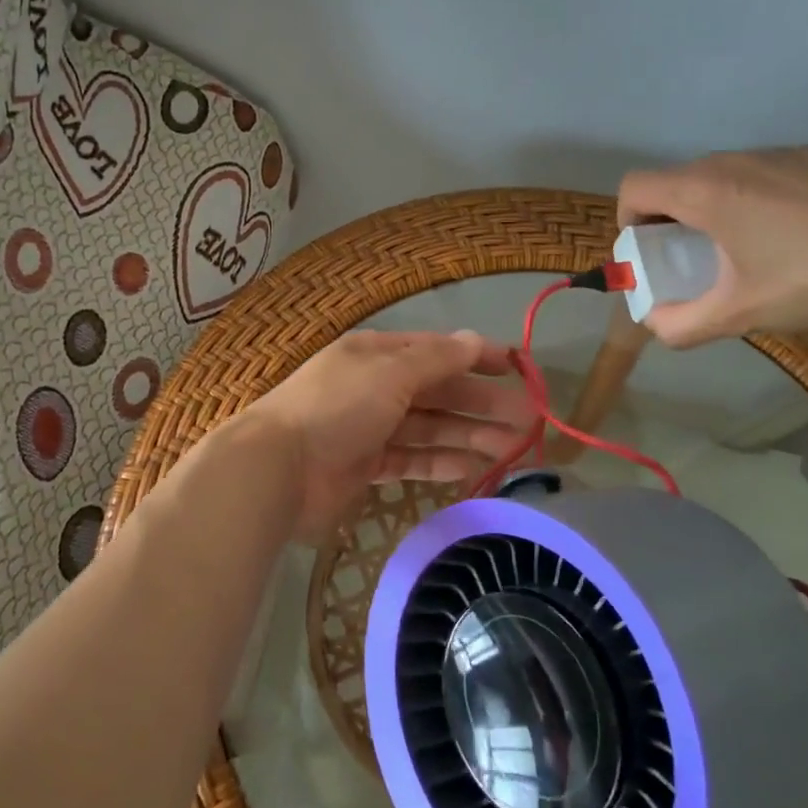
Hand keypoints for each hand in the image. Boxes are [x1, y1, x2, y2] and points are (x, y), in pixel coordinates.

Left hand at [243, 329, 534, 544]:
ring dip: (470, 435)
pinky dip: (441, 462)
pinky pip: (412, 459)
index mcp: (378, 355)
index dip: (479, 358)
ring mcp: (371, 428)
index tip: (520, 369)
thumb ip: (435, 360)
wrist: (278, 468)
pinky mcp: (367, 466)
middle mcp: (376, 387)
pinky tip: (474, 467)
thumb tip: (475, 339)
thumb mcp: (389, 373)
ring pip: (430, 428)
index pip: (437, 351)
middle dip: (482, 404)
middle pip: (439, 393)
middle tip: (528, 422)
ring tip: (513, 448)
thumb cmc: (336, 408)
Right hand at [617, 146, 807, 346]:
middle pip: (677, 180)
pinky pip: (765, 171)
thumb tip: (654, 325)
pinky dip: (759, 195)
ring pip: (722, 173)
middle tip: (694, 256)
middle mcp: (733, 161)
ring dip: (715, 204)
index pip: (635, 186)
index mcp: (704, 192)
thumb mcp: (739, 315)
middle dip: (671, 216)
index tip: (651, 249)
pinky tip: (794, 230)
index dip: (628, 217)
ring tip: (747, 244)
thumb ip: (682, 325)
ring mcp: (778, 152)